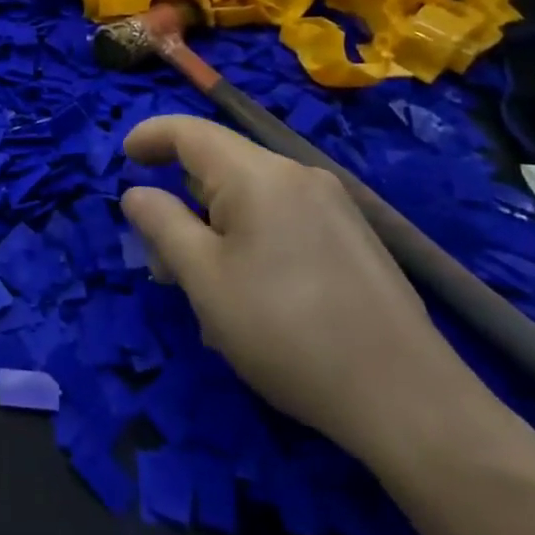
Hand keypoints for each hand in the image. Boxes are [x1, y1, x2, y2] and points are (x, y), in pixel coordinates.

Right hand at [120, 116, 477, 455]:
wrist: (410, 402)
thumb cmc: (287, 332)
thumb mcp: (205, 281)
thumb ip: (162, 225)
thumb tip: (137, 194)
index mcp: (258, 175)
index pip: (190, 132)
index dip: (150, 137)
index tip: (123, 159)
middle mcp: (297, 175)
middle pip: (220, 164)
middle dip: (182, 198)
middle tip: (160, 256)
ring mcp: (332, 205)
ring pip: (251, 196)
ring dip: (214, 225)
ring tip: (205, 287)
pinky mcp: (353, 237)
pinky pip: (283, 218)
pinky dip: (250, 237)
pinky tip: (253, 294)